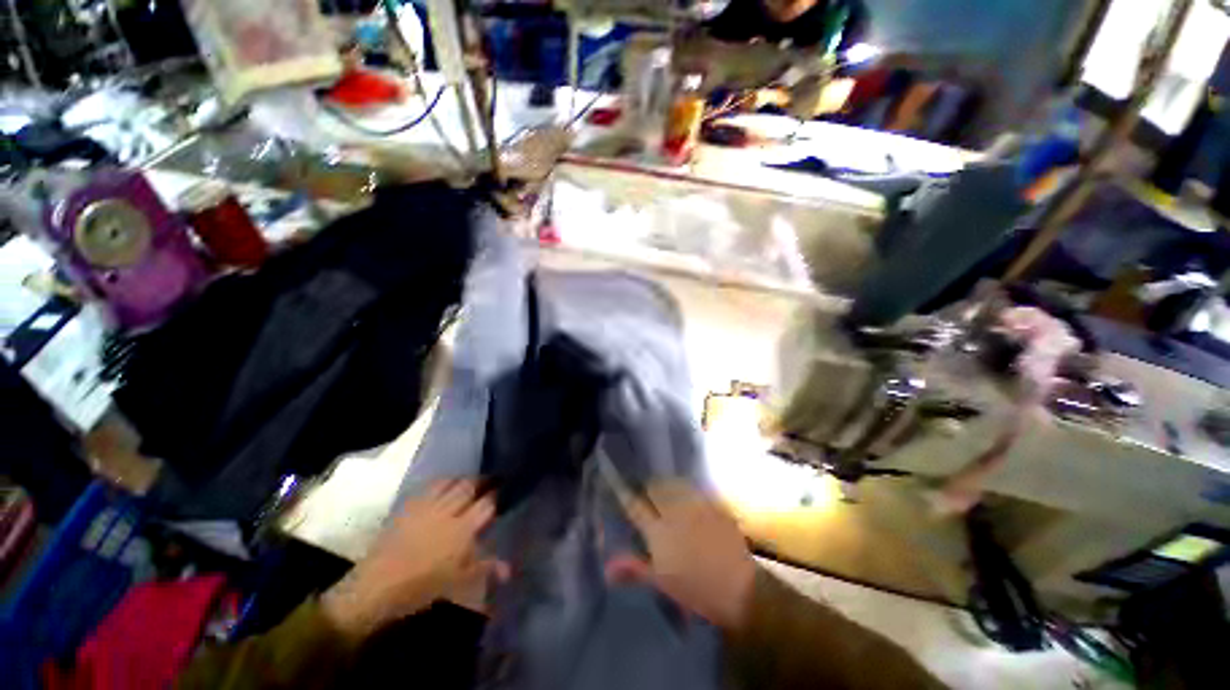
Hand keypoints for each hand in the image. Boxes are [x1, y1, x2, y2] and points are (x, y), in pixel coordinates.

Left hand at [321, 480, 503, 638]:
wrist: (376, 587)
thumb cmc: (421, 587)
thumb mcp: (458, 582)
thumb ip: (485, 568)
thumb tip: (508, 570)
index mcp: (463, 530)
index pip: (486, 504)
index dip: (495, 498)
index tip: (500, 496)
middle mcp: (448, 512)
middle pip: (470, 487)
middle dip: (482, 482)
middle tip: (489, 483)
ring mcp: (428, 506)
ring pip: (452, 483)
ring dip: (463, 480)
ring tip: (469, 482)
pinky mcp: (410, 506)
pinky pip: (431, 486)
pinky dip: (443, 482)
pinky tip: (445, 485)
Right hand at [605, 481, 756, 631]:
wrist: (738, 588)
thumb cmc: (695, 589)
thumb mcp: (661, 582)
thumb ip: (634, 568)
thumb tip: (607, 567)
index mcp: (658, 532)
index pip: (635, 506)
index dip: (626, 495)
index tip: (621, 488)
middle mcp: (674, 512)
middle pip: (655, 487)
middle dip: (649, 486)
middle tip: (647, 492)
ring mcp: (695, 505)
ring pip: (675, 484)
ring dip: (668, 485)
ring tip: (667, 489)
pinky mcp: (713, 505)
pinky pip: (696, 489)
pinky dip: (689, 490)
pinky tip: (691, 496)